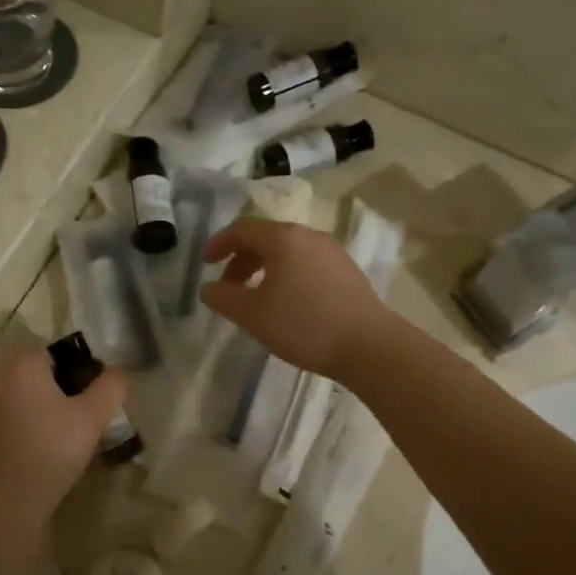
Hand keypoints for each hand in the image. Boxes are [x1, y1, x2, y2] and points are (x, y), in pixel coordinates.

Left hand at [0, 348, 127, 531]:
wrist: (2, 503)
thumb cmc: (51, 451)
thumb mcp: (92, 418)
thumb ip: (110, 388)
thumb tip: (119, 372)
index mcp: (21, 364)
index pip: (54, 353)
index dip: (77, 371)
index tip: (91, 398)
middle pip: (32, 373)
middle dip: (55, 389)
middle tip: (77, 418)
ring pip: (14, 396)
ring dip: (34, 408)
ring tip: (56, 437)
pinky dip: (16, 427)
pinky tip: (31, 452)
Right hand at [200, 220, 393, 382]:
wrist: (369, 345)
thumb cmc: (304, 325)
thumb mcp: (253, 315)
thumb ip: (224, 298)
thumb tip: (208, 288)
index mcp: (283, 238)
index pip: (242, 229)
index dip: (219, 244)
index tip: (206, 264)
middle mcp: (309, 236)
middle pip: (266, 238)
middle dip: (241, 260)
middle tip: (229, 288)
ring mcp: (332, 252)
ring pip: (288, 252)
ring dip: (264, 269)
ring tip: (257, 299)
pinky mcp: (347, 271)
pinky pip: (307, 264)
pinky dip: (287, 275)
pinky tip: (288, 304)